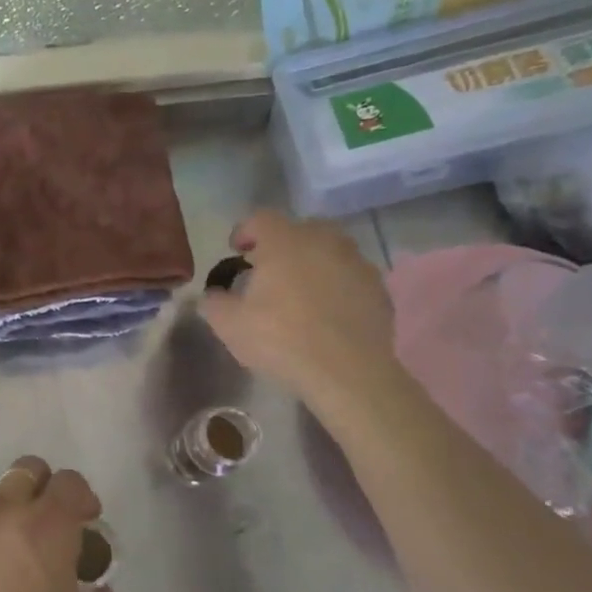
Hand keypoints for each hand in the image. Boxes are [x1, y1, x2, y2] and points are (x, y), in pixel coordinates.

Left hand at [0, 456, 126, 591]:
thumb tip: (96, 590)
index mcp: (46, 528)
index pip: (69, 482)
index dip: (83, 498)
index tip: (88, 526)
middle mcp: (3, 514)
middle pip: (27, 471)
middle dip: (46, 490)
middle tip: (54, 531)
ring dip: (13, 517)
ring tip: (16, 563)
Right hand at [198, 209, 400, 420]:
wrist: (348, 372)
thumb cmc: (281, 339)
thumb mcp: (229, 325)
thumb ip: (214, 302)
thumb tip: (212, 295)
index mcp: (285, 241)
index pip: (261, 218)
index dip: (245, 230)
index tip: (237, 250)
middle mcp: (324, 241)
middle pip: (301, 228)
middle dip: (283, 243)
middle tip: (270, 268)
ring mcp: (357, 263)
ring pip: (331, 250)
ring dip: (314, 262)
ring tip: (302, 290)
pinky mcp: (379, 289)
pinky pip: (352, 276)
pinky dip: (338, 285)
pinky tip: (329, 311)